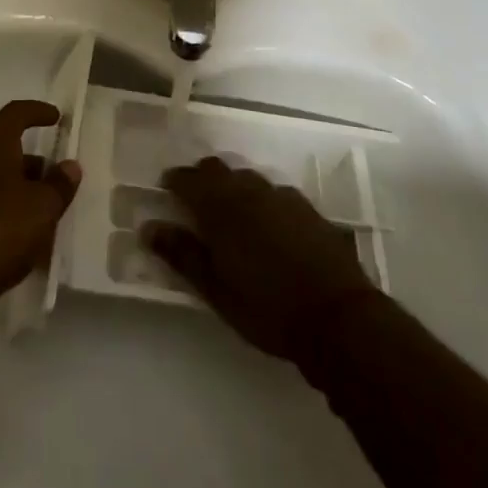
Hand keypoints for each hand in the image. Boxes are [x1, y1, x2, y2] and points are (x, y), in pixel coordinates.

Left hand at [0, 100, 80, 330]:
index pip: (12, 116)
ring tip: (56, 224)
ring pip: (6, 191)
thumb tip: (70, 165)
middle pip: (11, 157)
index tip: (56, 118)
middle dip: (39, 168)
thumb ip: (58, 186)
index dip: (34, 111)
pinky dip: (18, 229)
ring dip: (30, 201)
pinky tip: (35, 254)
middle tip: (64, 186)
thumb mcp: (41, 207)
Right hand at [146, 157, 374, 363]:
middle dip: (202, 178)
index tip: (166, 191)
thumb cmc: (267, 307)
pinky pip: (275, 193)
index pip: (187, 179)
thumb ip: (181, 254)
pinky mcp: (308, 209)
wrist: (339, 318)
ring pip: (247, 178)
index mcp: (220, 206)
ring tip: (231, 214)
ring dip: (233, 187)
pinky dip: (262, 201)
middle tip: (195, 202)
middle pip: (217, 168)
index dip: (174, 181)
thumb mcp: (215, 289)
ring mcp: (281, 196)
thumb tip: (148, 226)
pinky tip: (268, 225)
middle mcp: (248, 190)